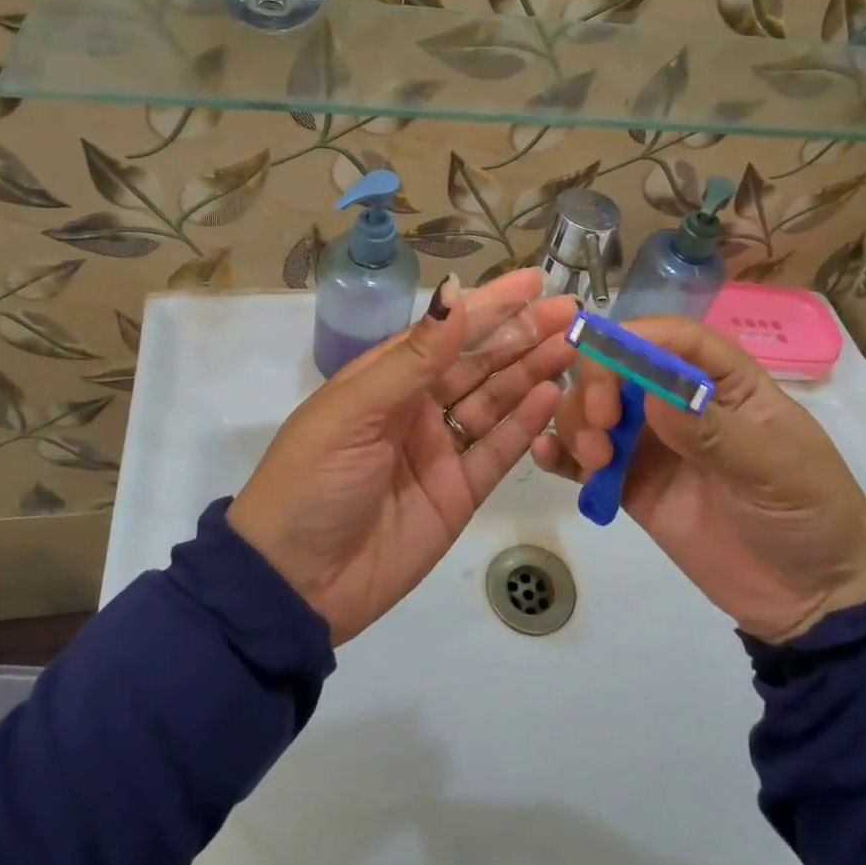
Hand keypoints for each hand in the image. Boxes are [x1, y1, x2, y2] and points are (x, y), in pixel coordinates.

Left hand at [229, 270, 578, 644]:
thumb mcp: (356, 410)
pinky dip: (526, 424)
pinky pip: (498, 450)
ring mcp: (441, 450)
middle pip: (480, 362)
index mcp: (387, 378)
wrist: (294, 583)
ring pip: (496, 401)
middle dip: (523, 335)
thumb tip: (454, 293)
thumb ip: (415, 357)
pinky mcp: (459, 492)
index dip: (491, 304)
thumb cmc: (313, 479)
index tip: (534, 281)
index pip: (448, 330)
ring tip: (571, 347)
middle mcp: (418, 407)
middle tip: (570, 313)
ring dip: (532, 373)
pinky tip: (552, 396)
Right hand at [532, 316, 865, 642]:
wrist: (812, 601)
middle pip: (620, 365)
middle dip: (597, 383)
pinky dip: (562, 452)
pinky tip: (550, 458)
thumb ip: (714, 431)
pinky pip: (586, 458)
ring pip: (594, 407)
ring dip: (579, 421)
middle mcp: (679, 402)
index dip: (635, 338)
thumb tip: (655, 393)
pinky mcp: (631, 484)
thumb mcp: (775, 468)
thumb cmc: (810, 515)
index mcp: (724, 381)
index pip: (673, 338)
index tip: (603, 358)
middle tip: (601, 423)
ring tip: (595, 462)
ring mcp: (652, 443)